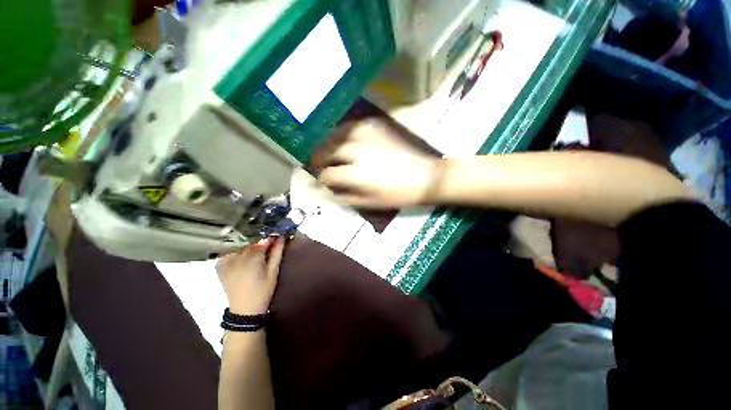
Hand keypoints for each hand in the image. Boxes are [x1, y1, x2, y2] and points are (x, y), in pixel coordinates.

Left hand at [217, 237, 285, 314]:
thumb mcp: (273, 272)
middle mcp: (236, 257)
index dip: (270, 239)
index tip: (276, 238)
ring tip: (255, 249)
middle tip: (267, 244)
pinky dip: (235, 250)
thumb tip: (281, 237)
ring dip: (247, 244)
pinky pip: (228, 252)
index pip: (262, 241)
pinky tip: (241, 254)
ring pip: (239, 245)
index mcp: (251, 259)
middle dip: (259, 241)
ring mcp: (226, 262)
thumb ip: (277, 253)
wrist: (245, 310)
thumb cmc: (263, 291)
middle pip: (249, 242)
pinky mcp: (220, 267)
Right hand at [318, 120, 440, 208]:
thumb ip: (345, 196)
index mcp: (355, 173)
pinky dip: (343, 133)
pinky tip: (343, 140)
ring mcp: (366, 134)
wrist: (425, 176)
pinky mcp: (375, 125)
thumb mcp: (369, 202)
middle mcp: (357, 150)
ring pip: (336, 134)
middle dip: (319, 158)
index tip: (318, 181)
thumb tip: (328, 191)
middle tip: (315, 163)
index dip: (320, 179)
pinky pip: (351, 126)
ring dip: (327, 143)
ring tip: (325, 150)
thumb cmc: (397, 194)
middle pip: (328, 150)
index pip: (327, 174)